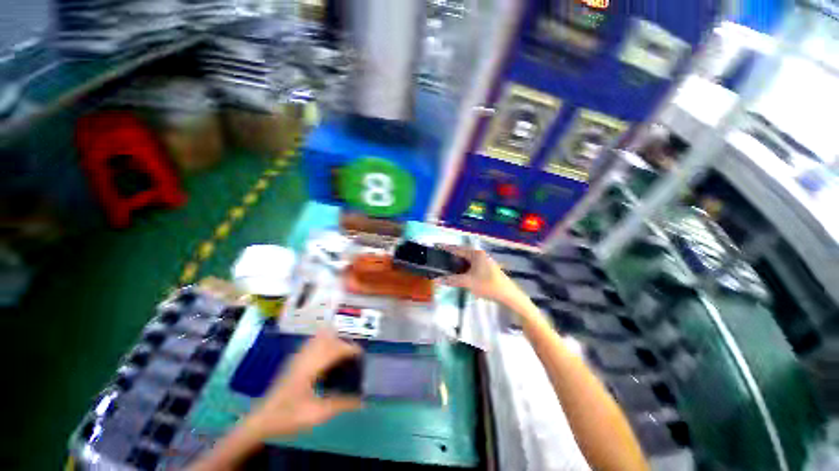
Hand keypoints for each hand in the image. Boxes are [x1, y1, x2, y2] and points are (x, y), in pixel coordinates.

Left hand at [243, 330, 363, 438]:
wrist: (261, 421)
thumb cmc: (289, 416)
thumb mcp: (317, 413)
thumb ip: (341, 404)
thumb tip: (362, 401)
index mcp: (311, 366)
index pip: (335, 348)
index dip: (350, 348)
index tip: (361, 355)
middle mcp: (304, 356)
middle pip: (327, 337)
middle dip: (343, 342)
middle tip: (353, 354)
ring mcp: (297, 357)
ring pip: (319, 337)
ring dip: (333, 340)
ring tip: (342, 352)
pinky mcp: (294, 361)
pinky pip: (312, 343)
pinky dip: (324, 342)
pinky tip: (327, 356)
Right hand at [437, 245, 524, 307]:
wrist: (508, 295)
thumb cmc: (488, 285)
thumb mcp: (468, 282)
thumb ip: (452, 280)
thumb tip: (438, 280)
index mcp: (476, 254)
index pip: (458, 249)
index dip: (447, 248)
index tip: (437, 246)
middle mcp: (480, 255)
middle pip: (462, 254)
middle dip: (451, 258)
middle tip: (441, 260)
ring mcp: (484, 262)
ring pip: (467, 261)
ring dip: (458, 265)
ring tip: (448, 268)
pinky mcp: (487, 269)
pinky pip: (472, 266)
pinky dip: (464, 269)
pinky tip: (460, 275)